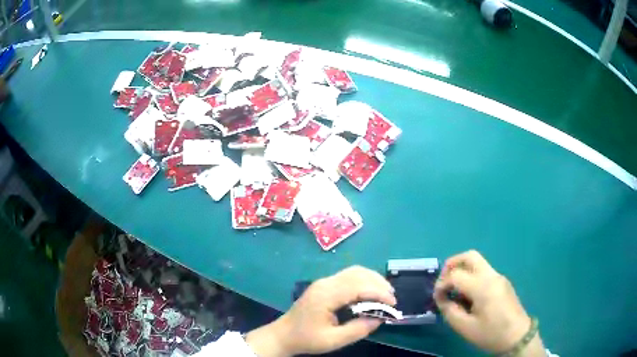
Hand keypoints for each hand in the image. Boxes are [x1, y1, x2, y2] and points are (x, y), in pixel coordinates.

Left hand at [246, 266, 395, 356]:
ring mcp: (324, 282)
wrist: (284, 334)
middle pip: (358, 274)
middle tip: (392, 299)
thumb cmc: (307, 339)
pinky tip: (371, 291)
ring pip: (354, 271)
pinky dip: (364, 280)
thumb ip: (358, 329)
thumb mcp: (333, 340)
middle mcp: (325, 283)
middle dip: (379, 284)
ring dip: (372, 279)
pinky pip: (348, 276)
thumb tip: (380, 318)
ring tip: (385, 294)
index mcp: (326, 296)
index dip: (379, 293)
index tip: (392, 305)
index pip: (358, 286)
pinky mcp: (324, 285)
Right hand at [434, 250, 542, 354]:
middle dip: (452, 264)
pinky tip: (468, 295)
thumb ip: (450, 311)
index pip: (456, 275)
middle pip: (470, 256)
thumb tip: (442, 298)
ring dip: (462, 269)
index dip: (441, 284)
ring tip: (454, 289)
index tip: (437, 298)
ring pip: (477, 262)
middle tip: (443, 280)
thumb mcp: (465, 328)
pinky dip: (471, 276)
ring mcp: (499, 277)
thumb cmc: (491, 333)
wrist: (517, 336)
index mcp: (483, 286)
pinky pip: (483, 271)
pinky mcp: (502, 281)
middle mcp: (492, 275)